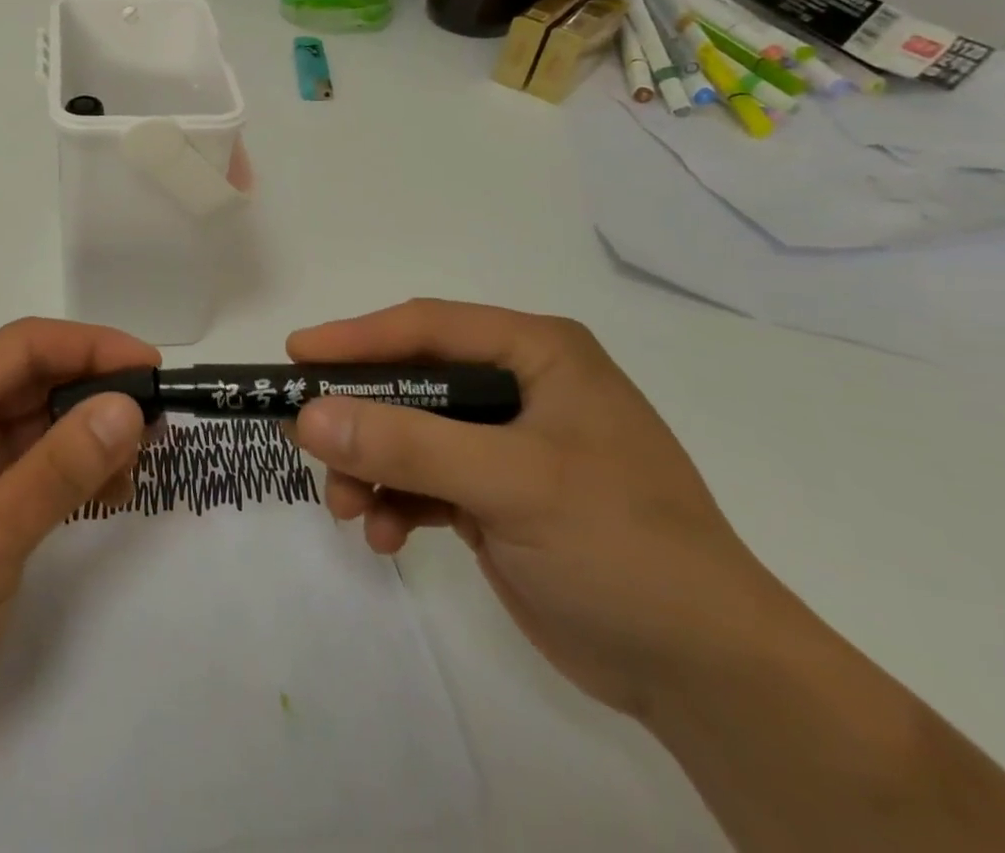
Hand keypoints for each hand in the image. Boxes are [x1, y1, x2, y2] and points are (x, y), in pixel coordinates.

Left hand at [0, 318, 154, 752]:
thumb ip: (64, 465)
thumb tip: (127, 406)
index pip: (27, 344)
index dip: (94, 347)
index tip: (152, 368)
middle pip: (27, 379)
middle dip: (92, 397)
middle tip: (153, 427)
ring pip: (23, 422)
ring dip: (78, 438)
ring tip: (130, 470)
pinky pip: (10, 461)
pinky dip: (53, 471)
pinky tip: (94, 493)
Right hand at [287, 299, 798, 720]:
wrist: (709, 678)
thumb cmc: (621, 548)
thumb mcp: (511, 485)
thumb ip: (406, 445)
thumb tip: (307, 416)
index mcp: (537, 353)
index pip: (428, 327)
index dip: (357, 339)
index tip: (296, 357)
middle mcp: (518, 387)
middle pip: (411, 382)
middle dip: (360, 418)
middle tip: (303, 438)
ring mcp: (505, 444)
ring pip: (409, 434)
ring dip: (371, 468)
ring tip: (348, 509)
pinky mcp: (496, 496)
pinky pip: (423, 480)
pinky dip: (396, 502)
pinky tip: (385, 535)